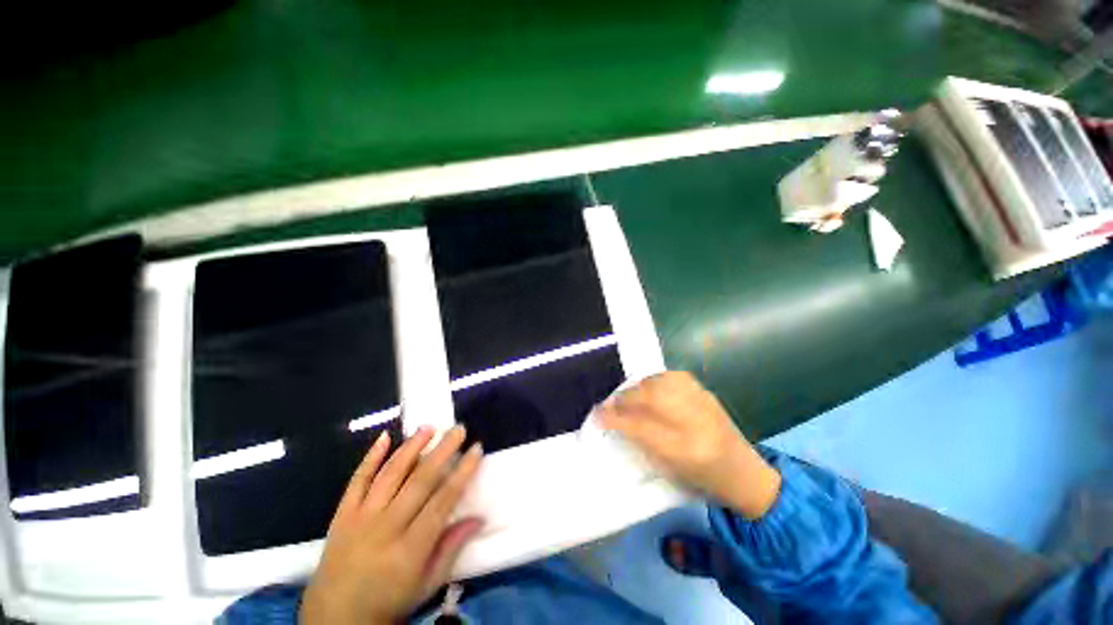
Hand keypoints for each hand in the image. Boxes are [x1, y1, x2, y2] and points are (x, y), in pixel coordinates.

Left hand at [300, 426, 483, 624]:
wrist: (334, 619)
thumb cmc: (389, 603)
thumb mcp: (427, 585)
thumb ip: (452, 548)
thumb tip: (479, 517)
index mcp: (410, 549)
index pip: (442, 501)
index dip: (462, 472)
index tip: (476, 449)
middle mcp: (386, 528)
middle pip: (419, 481)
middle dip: (442, 451)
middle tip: (458, 429)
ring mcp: (360, 518)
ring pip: (390, 474)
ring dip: (412, 447)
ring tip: (429, 427)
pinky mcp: (342, 514)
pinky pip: (357, 481)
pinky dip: (370, 457)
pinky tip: (385, 437)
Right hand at [597, 371, 780, 519]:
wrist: (745, 473)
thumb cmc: (702, 479)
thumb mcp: (668, 470)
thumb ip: (640, 442)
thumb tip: (614, 419)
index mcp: (685, 452)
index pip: (639, 427)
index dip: (614, 418)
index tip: (597, 414)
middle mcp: (695, 423)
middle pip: (649, 398)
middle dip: (623, 398)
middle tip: (610, 404)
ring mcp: (703, 403)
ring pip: (659, 382)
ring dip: (637, 387)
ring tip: (629, 396)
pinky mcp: (705, 392)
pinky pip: (672, 377)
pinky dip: (655, 380)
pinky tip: (650, 388)